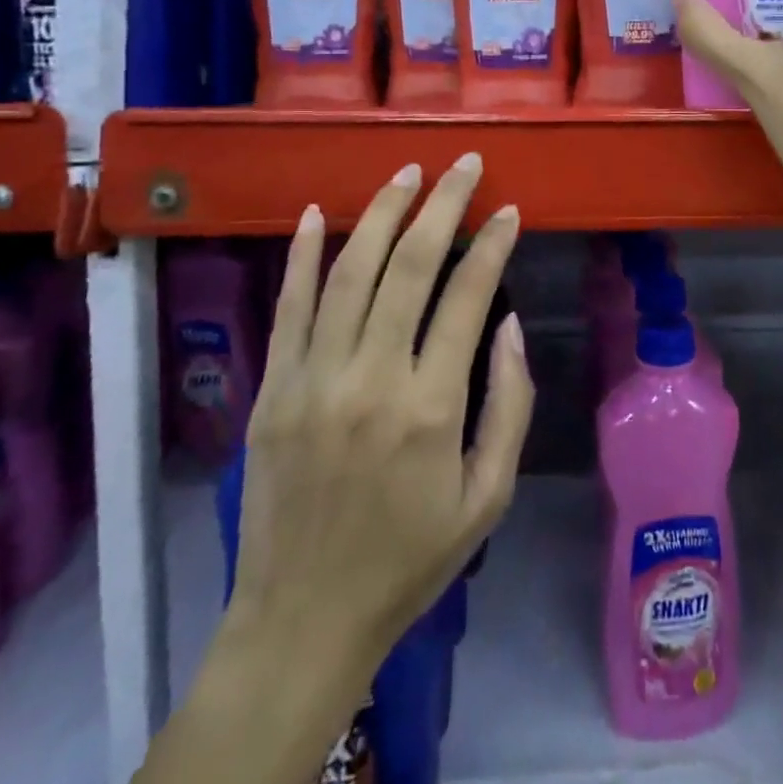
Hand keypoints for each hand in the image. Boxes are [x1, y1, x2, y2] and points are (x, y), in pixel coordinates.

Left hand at [229, 155, 533, 680]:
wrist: (303, 619)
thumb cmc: (410, 558)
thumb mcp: (489, 495)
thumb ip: (509, 403)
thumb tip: (507, 322)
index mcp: (430, 407)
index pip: (466, 296)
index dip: (493, 244)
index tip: (509, 210)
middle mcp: (370, 378)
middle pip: (409, 266)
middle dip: (442, 204)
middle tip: (464, 164)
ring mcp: (312, 378)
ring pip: (349, 272)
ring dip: (382, 213)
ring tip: (408, 172)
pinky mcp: (273, 388)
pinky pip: (289, 307)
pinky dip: (302, 255)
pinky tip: (316, 214)